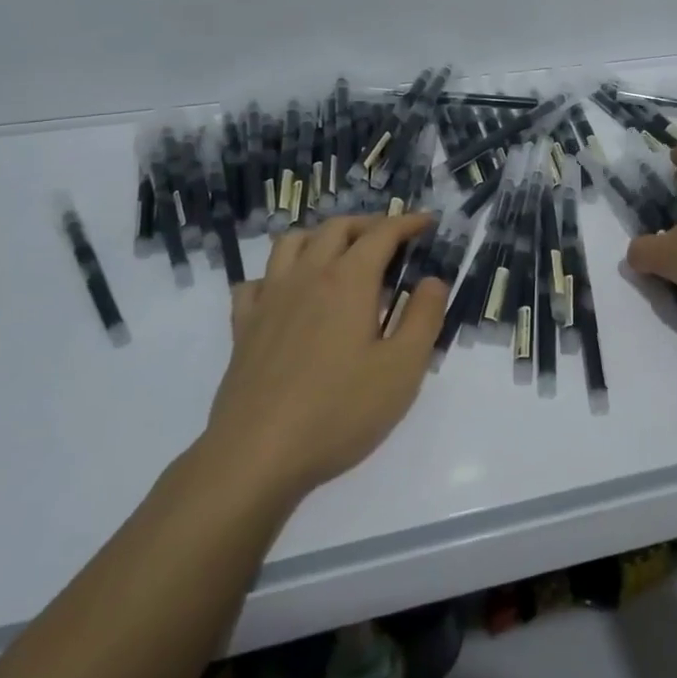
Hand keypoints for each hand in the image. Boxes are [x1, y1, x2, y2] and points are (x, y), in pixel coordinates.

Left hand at [198, 214, 448, 505]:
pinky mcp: (243, 327)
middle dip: (368, 223)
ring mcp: (269, 300)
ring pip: (291, 243)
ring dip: (320, 236)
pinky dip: (276, 275)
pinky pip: (255, 282)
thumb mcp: (403, 368)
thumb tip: (432, 280)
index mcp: (349, 281)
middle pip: (336, 228)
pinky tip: (288, 294)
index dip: (407, 222)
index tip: (427, 222)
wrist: (256, 455)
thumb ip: (424, 317)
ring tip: (340, 253)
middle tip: (391, 238)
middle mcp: (307, 277)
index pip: (382, 233)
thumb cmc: (339, 411)